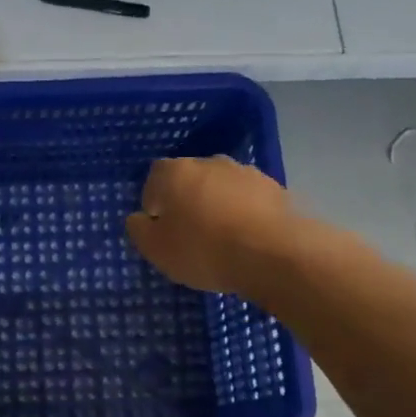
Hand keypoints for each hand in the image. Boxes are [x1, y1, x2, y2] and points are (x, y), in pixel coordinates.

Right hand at [126, 156, 298, 299]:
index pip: (155, 178)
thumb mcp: (157, 250)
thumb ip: (140, 231)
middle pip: (190, 180)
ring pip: (222, 188)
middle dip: (187, 201)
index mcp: (176, 172)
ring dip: (218, 206)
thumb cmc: (203, 250)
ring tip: (222, 240)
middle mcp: (210, 162)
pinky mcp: (276, 189)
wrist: (274, 254)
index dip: (155, 203)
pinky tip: (247, 241)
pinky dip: (245, 215)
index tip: (161, 228)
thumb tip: (139, 218)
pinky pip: (250, 201)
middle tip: (190, 235)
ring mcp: (246, 173)